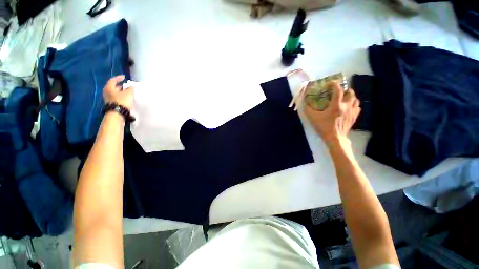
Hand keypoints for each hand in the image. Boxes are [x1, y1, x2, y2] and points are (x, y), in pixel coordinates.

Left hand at [103, 75, 134, 109]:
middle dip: (120, 86)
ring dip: (121, 92)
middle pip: (113, 87)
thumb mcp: (129, 93)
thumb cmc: (122, 101)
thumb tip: (131, 87)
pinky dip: (121, 97)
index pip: (113, 80)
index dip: (119, 78)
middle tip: (127, 86)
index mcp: (109, 87)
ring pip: (115, 93)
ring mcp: (109, 99)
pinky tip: (126, 98)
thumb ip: (130, 88)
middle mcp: (107, 92)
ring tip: (128, 92)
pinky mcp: (112, 104)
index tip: (124, 77)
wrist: (118, 114)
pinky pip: (117, 98)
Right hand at [304, 81, 360, 148]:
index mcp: (336, 105)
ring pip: (356, 99)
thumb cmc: (324, 127)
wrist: (335, 138)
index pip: (338, 89)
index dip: (334, 84)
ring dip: (350, 96)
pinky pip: (357, 107)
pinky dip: (353, 104)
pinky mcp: (354, 117)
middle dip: (345, 89)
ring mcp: (352, 111)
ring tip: (344, 98)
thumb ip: (307, 109)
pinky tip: (349, 107)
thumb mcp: (313, 118)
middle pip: (350, 92)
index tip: (330, 83)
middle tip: (338, 91)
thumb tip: (304, 102)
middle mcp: (346, 106)